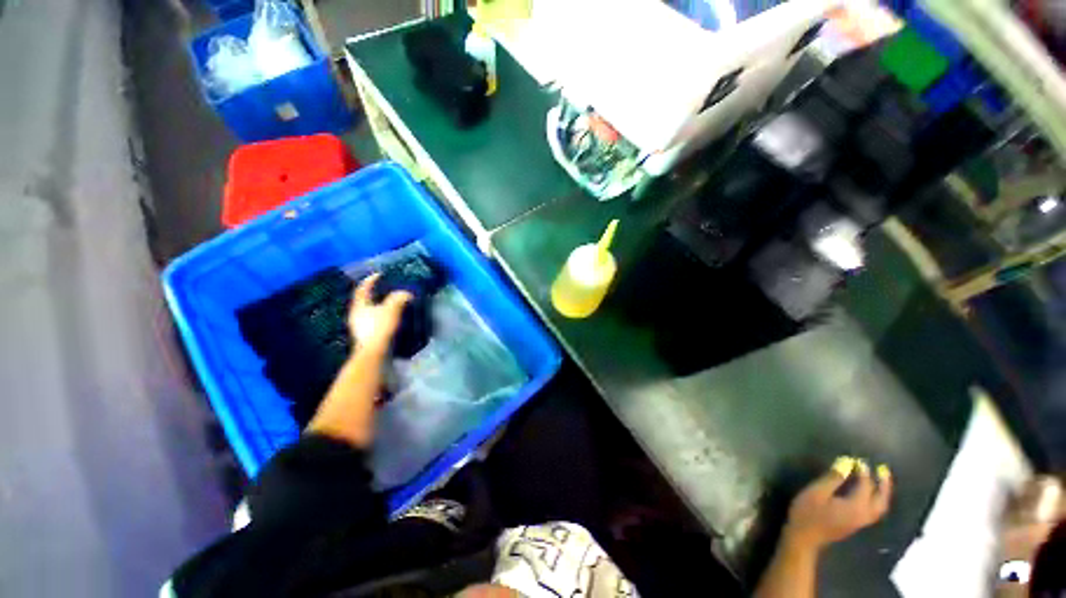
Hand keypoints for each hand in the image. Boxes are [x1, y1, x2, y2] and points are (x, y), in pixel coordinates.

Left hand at [348, 273, 412, 354]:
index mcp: (359, 306)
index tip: (379, 274)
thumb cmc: (380, 328)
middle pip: (365, 301)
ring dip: (381, 307)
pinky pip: (376, 322)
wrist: (375, 354)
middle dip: (375, 294)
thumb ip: (398, 298)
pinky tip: (393, 319)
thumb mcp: (391, 309)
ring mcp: (361, 328)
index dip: (370, 280)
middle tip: (386, 289)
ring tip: (393, 304)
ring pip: (370, 312)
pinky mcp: (368, 338)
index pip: (363, 289)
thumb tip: (406, 293)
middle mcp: (357, 316)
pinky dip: (384, 317)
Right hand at [784, 457, 892, 550]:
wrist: (804, 537)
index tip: (858, 459)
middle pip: (881, 500)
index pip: (866, 485)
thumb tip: (846, 462)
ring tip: (880, 481)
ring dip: (882, 493)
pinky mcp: (855, 524)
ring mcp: (861, 522)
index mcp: (856, 506)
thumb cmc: (808, 512)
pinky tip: (869, 495)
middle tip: (883, 470)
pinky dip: (876, 500)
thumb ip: (833, 478)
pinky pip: (873, 510)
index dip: (863, 472)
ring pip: (879, 507)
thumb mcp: (817, 492)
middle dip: (884, 484)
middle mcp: (864, 515)